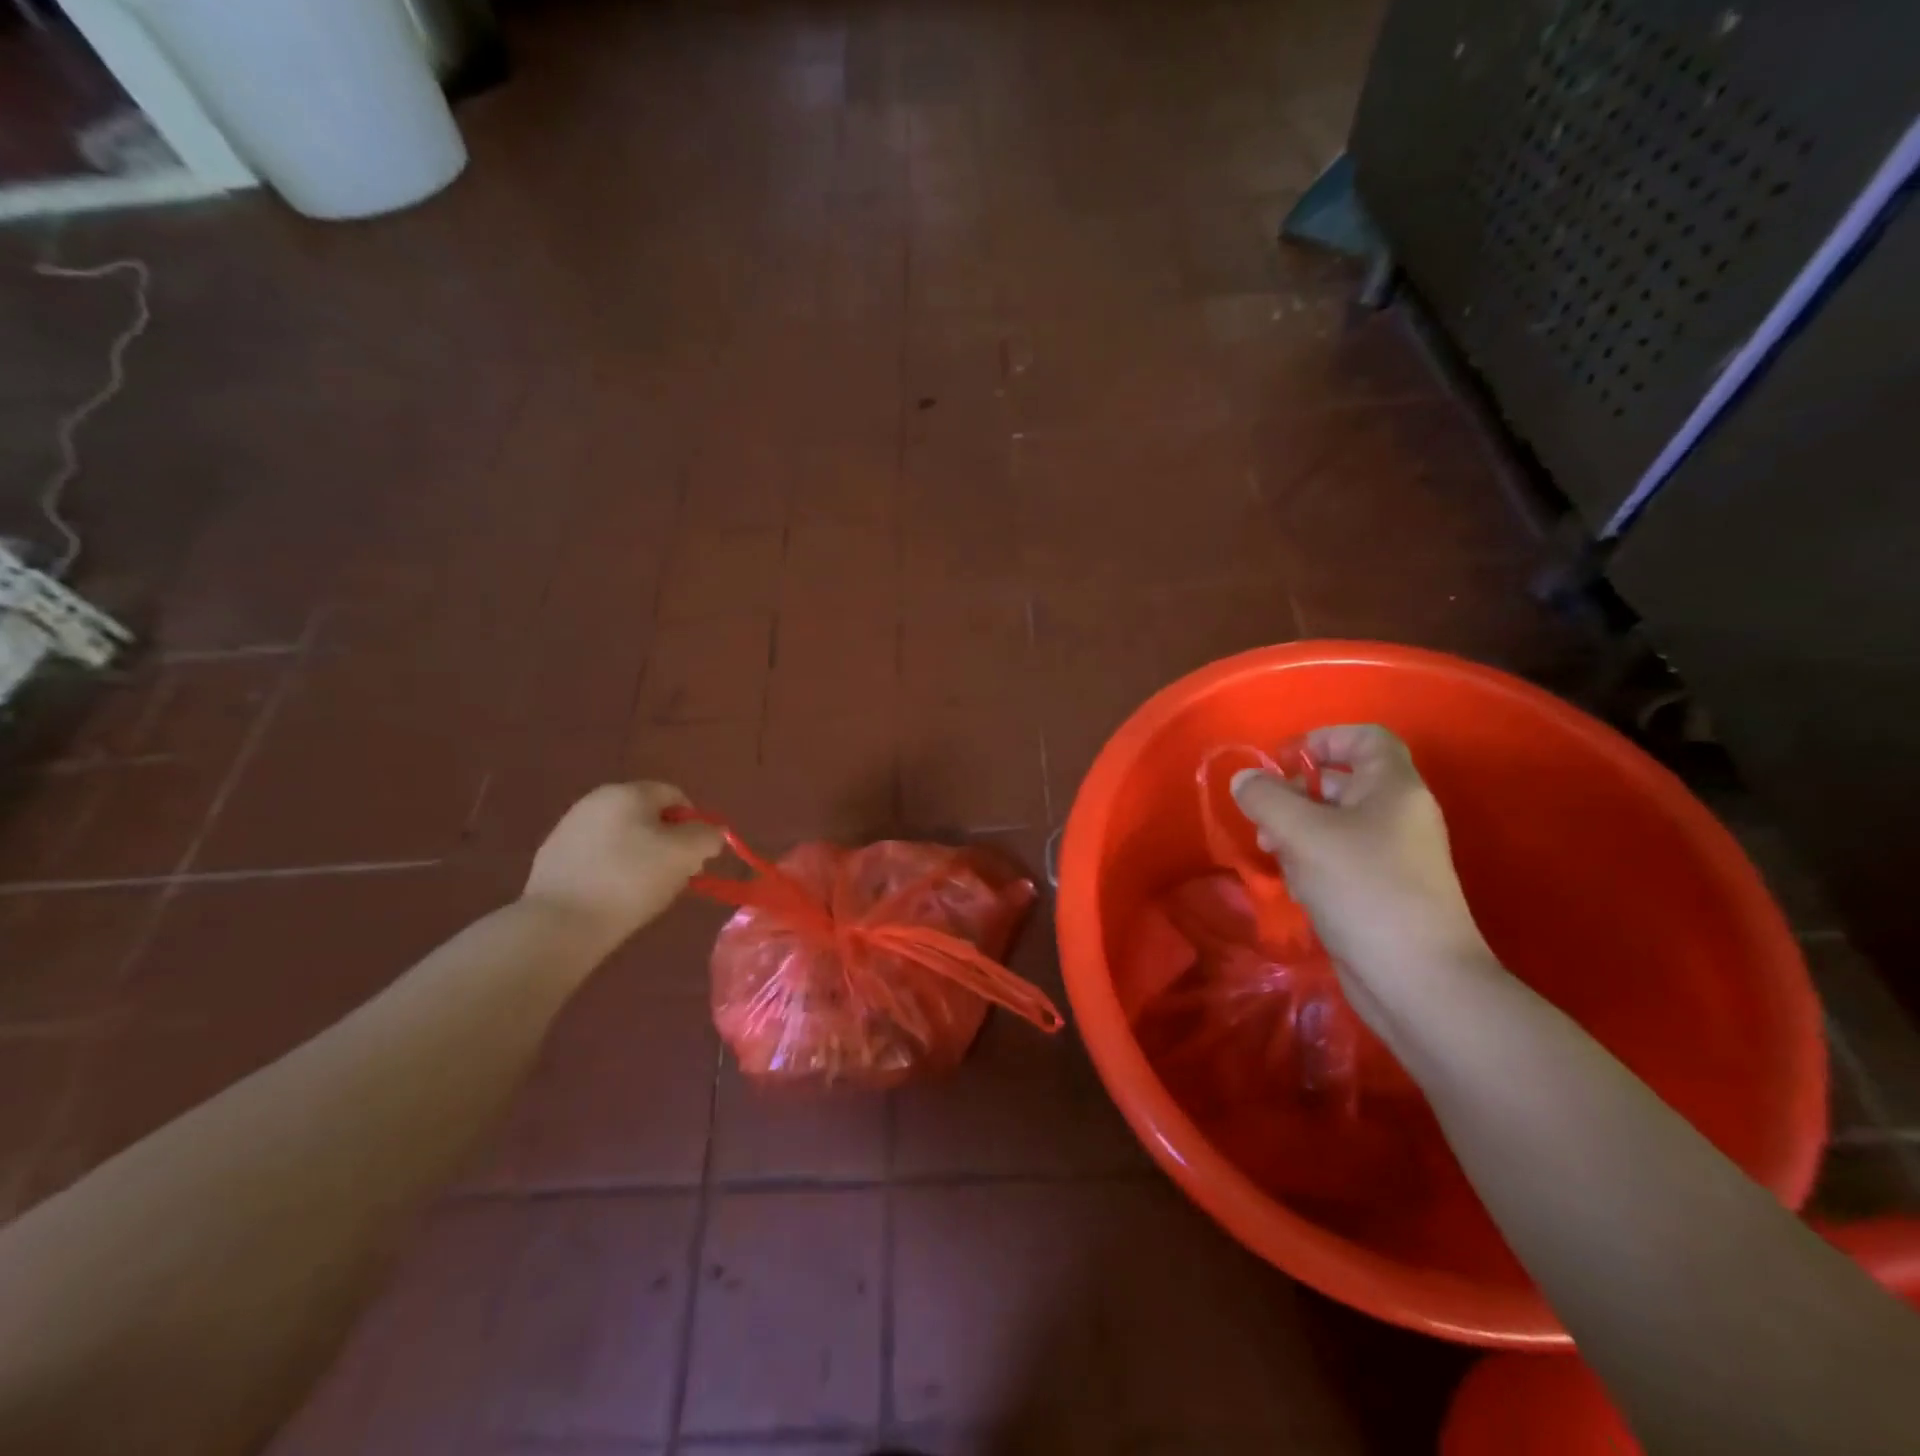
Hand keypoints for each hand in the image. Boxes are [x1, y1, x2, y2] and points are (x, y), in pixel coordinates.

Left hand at [524, 782, 723, 947]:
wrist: (560, 923)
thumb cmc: (631, 880)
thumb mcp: (686, 855)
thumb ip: (708, 836)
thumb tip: (710, 833)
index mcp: (628, 792)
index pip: (676, 795)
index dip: (695, 824)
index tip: (697, 857)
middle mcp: (595, 801)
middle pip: (648, 816)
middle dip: (668, 842)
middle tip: (676, 876)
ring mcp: (569, 828)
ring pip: (623, 837)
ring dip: (641, 858)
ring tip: (645, 891)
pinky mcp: (552, 858)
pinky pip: (598, 857)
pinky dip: (613, 871)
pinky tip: (615, 898)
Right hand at [1230, 725, 1495, 1025]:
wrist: (1418, 979)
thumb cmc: (1363, 889)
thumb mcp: (1303, 834)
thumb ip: (1266, 798)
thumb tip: (1245, 780)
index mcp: (1394, 788)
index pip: (1365, 738)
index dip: (1322, 738)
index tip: (1283, 761)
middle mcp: (1399, 815)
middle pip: (1344, 781)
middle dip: (1297, 792)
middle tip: (1265, 814)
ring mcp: (1394, 856)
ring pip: (1337, 824)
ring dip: (1298, 830)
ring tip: (1271, 851)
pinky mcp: (1383, 891)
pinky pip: (1341, 859)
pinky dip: (1313, 861)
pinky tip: (1296, 886)